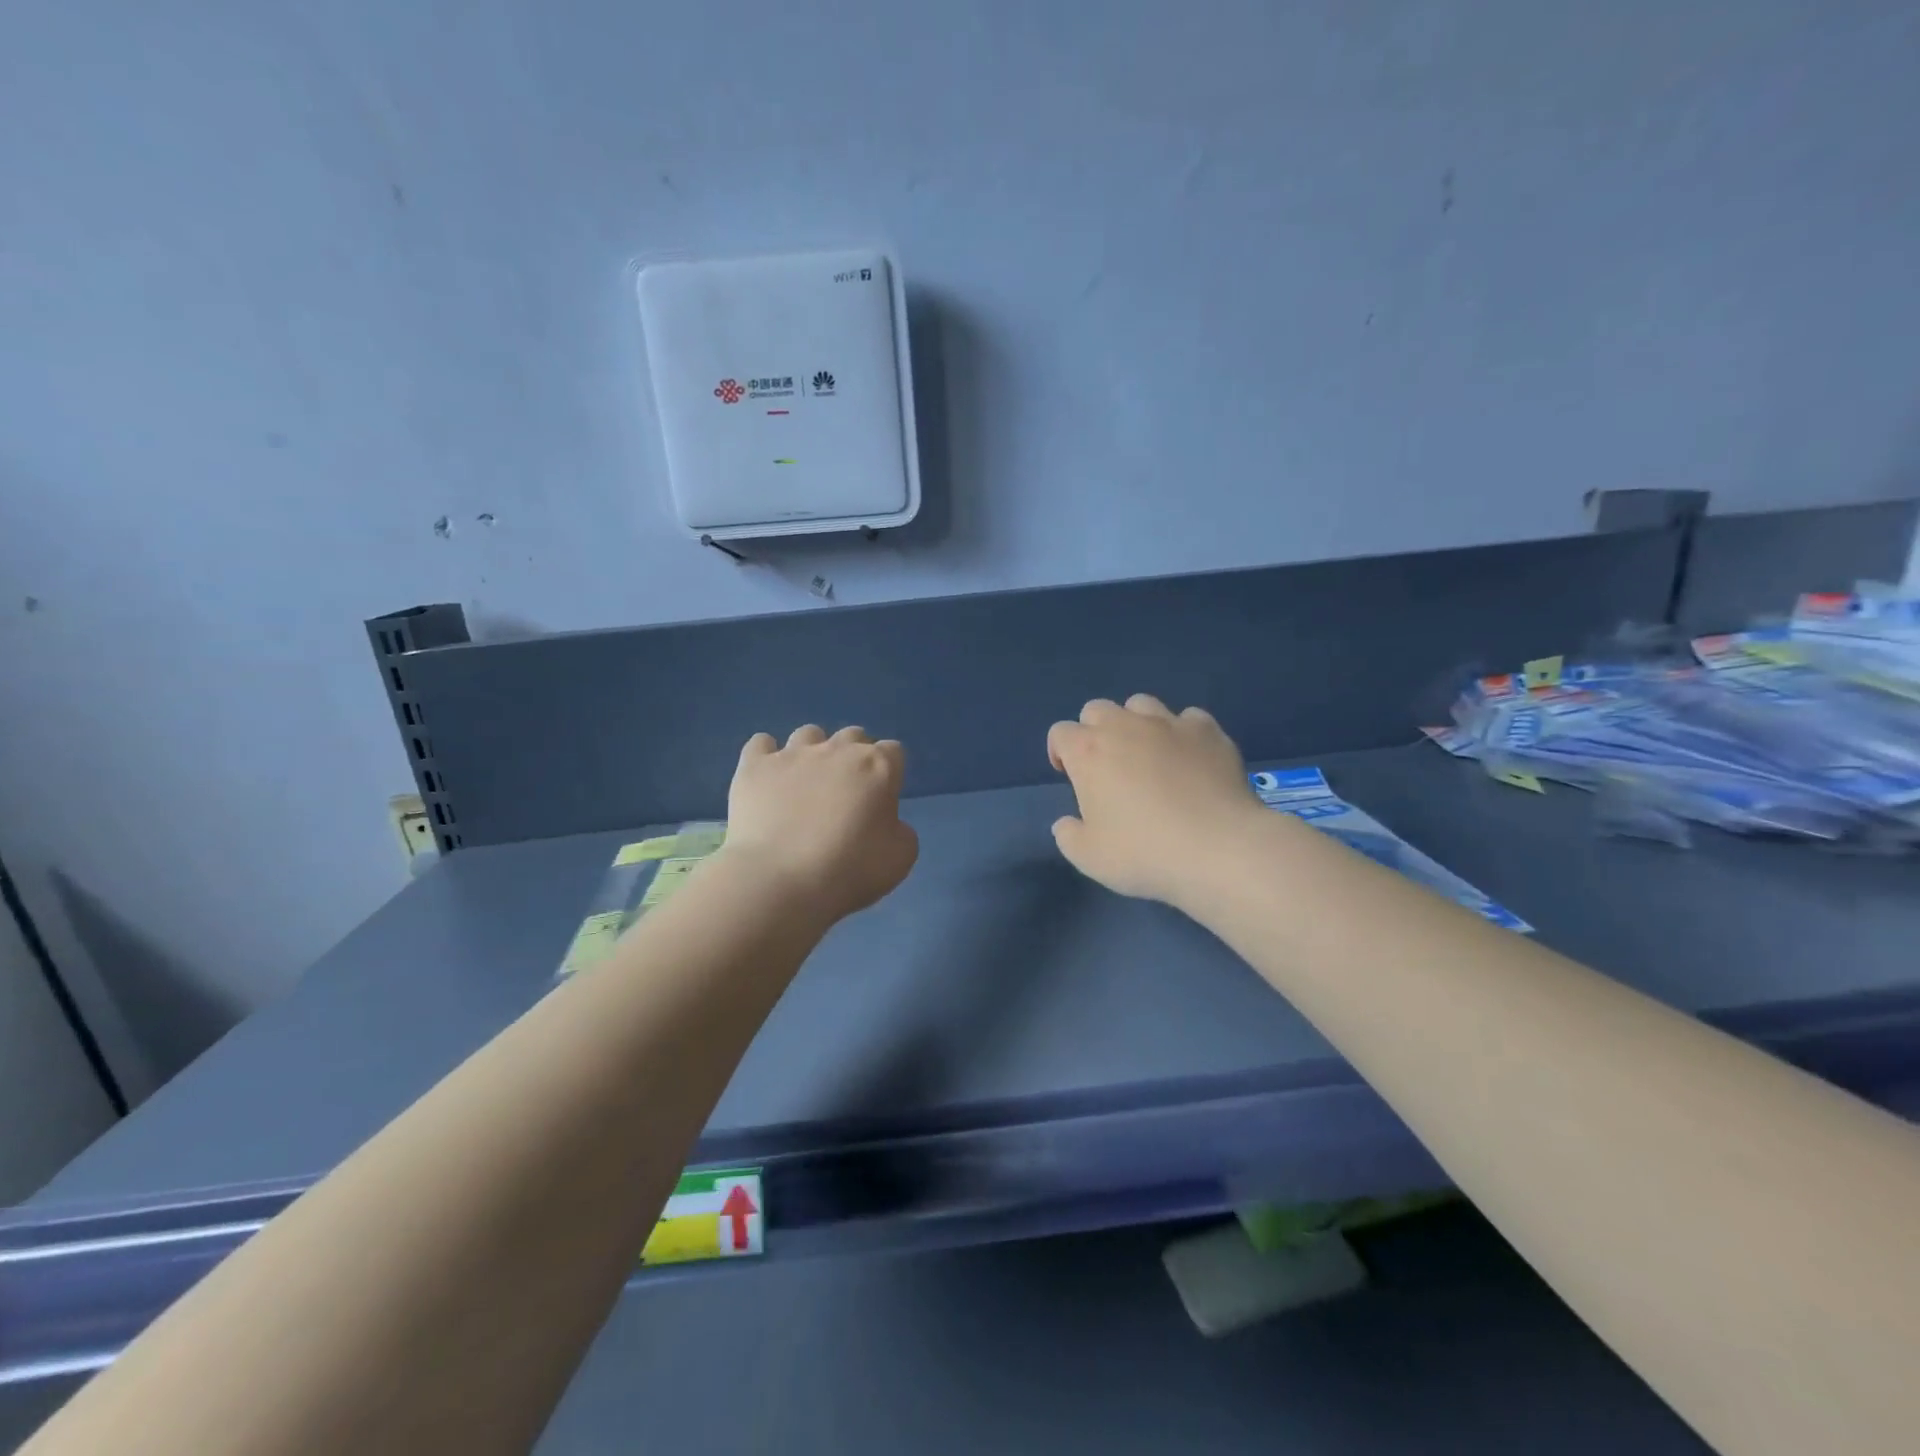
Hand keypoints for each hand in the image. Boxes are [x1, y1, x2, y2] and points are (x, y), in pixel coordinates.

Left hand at [721, 725, 918, 922]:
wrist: (779, 880)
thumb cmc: (848, 870)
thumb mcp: (900, 858)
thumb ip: (900, 830)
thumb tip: (886, 822)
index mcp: (878, 767)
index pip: (893, 752)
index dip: (890, 773)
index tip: (882, 799)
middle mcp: (837, 750)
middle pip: (853, 736)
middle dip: (854, 757)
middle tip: (846, 793)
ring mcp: (793, 754)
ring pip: (809, 734)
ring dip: (813, 752)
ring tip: (806, 784)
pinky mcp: (754, 765)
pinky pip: (761, 743)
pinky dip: (767, 756)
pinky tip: (768, 779)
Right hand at [1046, 695, 1264, 906]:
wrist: (1218, 848)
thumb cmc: (1144, 852)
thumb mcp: (1089, 858)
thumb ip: (1069, 836)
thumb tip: (1068, 823)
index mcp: (1088, 752)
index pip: (1060, 733)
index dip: (1060, 752)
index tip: (1070, 776)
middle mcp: (1125, 726)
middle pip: (1097, 709)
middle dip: (1095, 731)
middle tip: (1106, 765)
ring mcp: (1169, 724)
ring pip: (1141, 704)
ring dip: (1136, 723)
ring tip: (1148, 754)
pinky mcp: (1208, 731)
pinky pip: (1188, 718)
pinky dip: (1183, 733)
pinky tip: (1190, 758)